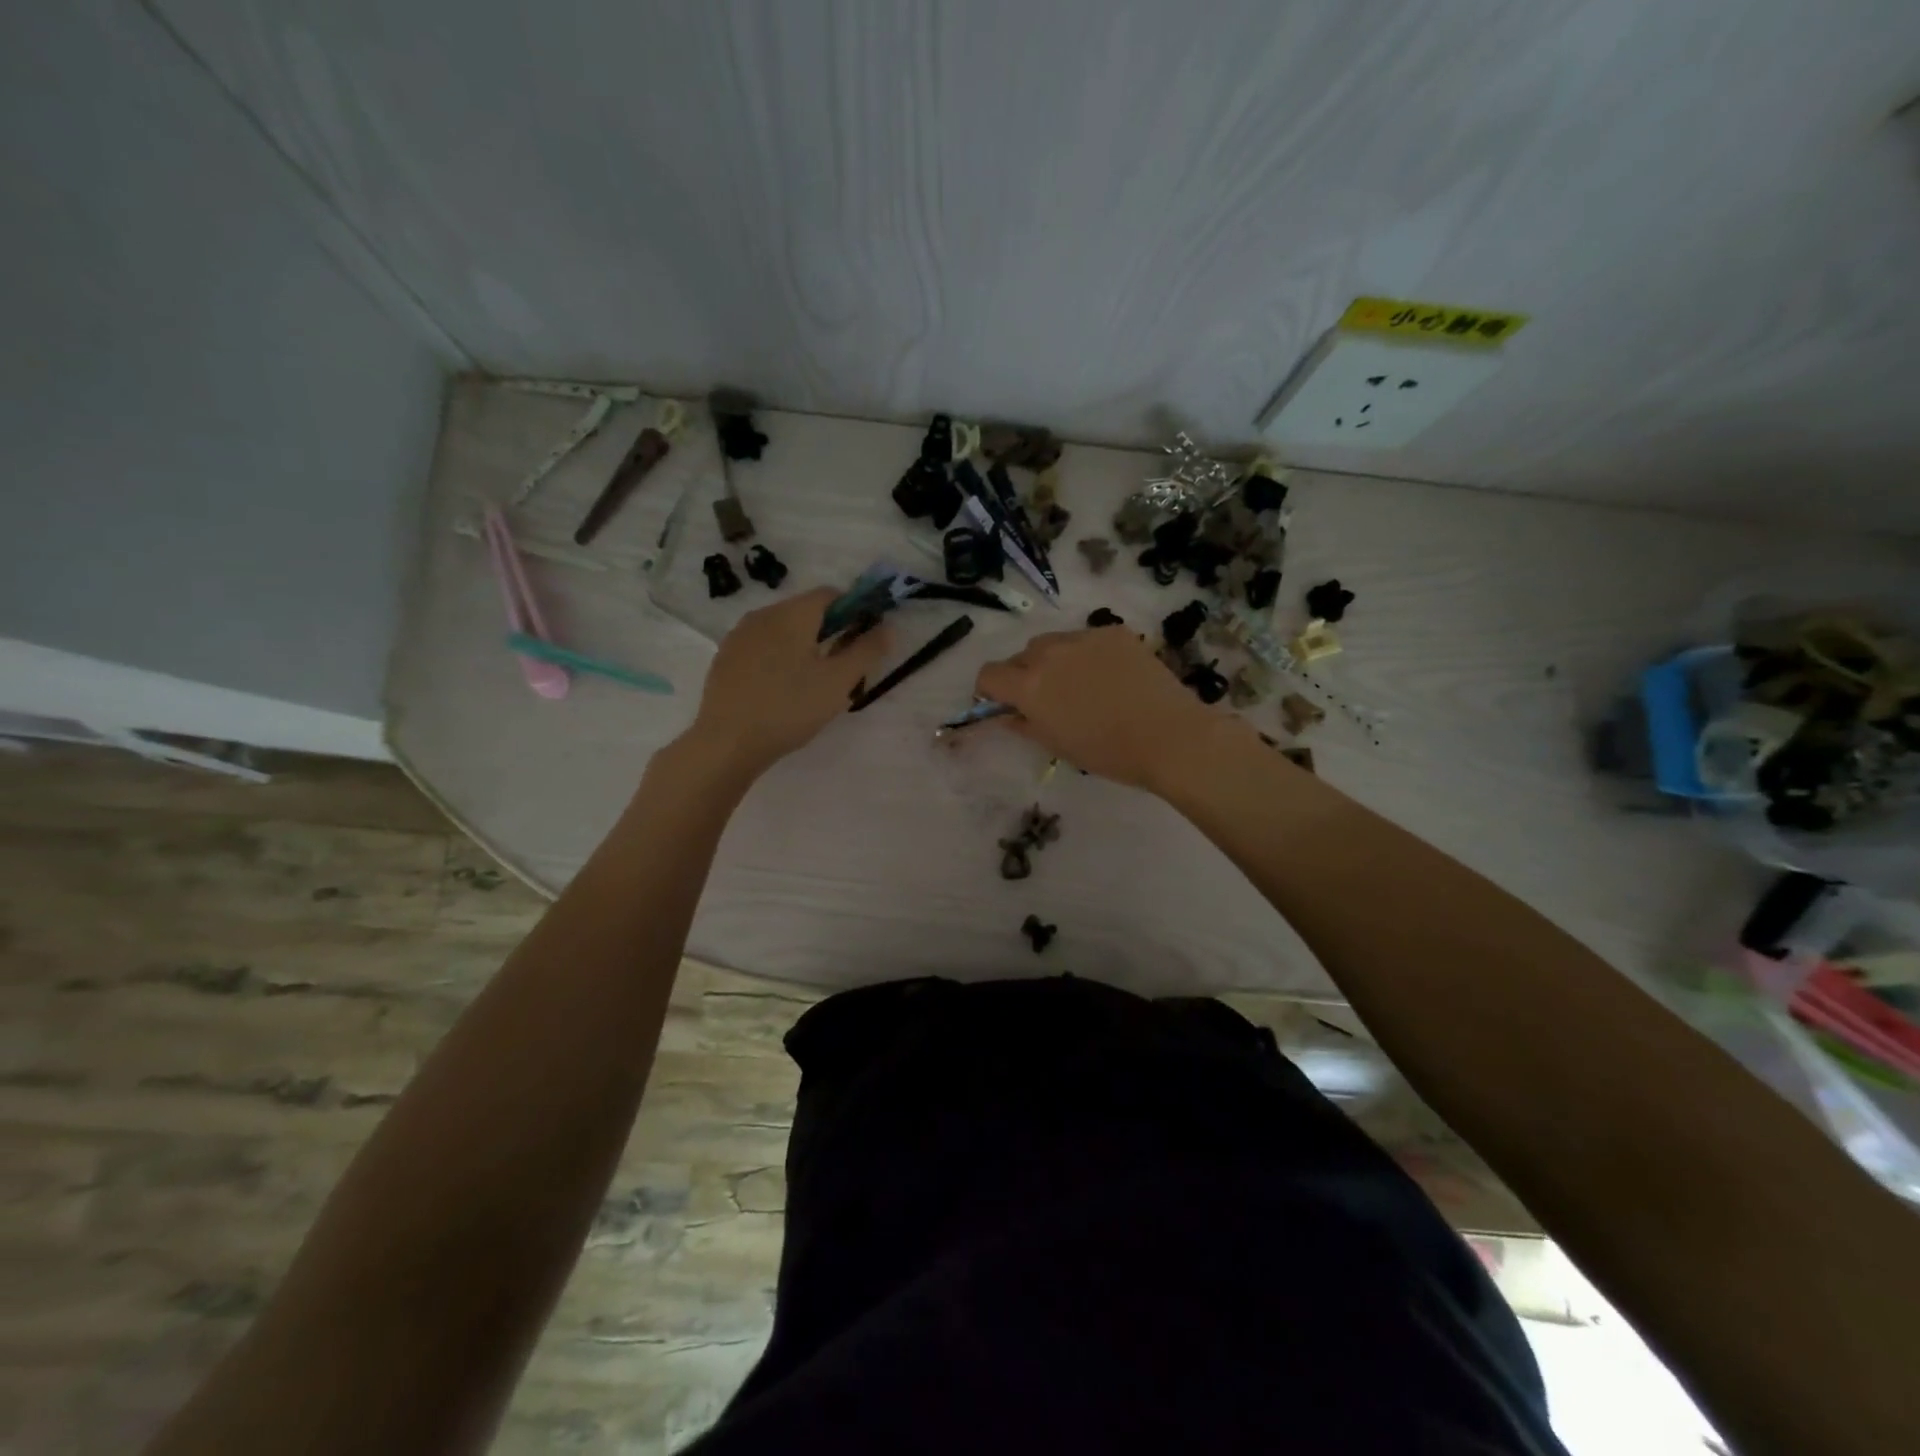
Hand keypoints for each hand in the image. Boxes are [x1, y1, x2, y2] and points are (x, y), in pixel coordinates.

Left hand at [685, 586, 891, 778]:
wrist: (727, 741)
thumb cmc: (790, 708)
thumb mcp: (838, 682)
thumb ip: (867, 651)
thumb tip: (888, 627)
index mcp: (793, 613)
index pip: (831, 594)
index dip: (854, 610)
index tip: (863, 641)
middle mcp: (764, 614)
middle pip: (806, 611)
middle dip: (830, 631)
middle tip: (842, 669)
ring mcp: (740, 635)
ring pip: (783, 629)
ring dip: (804, 645)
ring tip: (812, 683)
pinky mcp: (726, 657)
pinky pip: (762, 646)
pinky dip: (779, 657)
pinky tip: (782, 689)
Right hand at [974, 626, 1230, 792]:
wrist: (1169, 736)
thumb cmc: (1108, 752)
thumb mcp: (1056, 745)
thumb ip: (1024, 724)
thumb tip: (1007, 714)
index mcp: (1029, 685)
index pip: (988, 674)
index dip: (989, 690)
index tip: (1003, 704)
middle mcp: (1050, 653)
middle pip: (1021, 656)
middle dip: (1024, 675)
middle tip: (1046, 699)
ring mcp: (1083, 637)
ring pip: (1053, 643)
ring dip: (1054, 661)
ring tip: (1080, 685)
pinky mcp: (1113, 632)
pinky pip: (1086, 639)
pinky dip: (1087, 654)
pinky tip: (1110, 677)